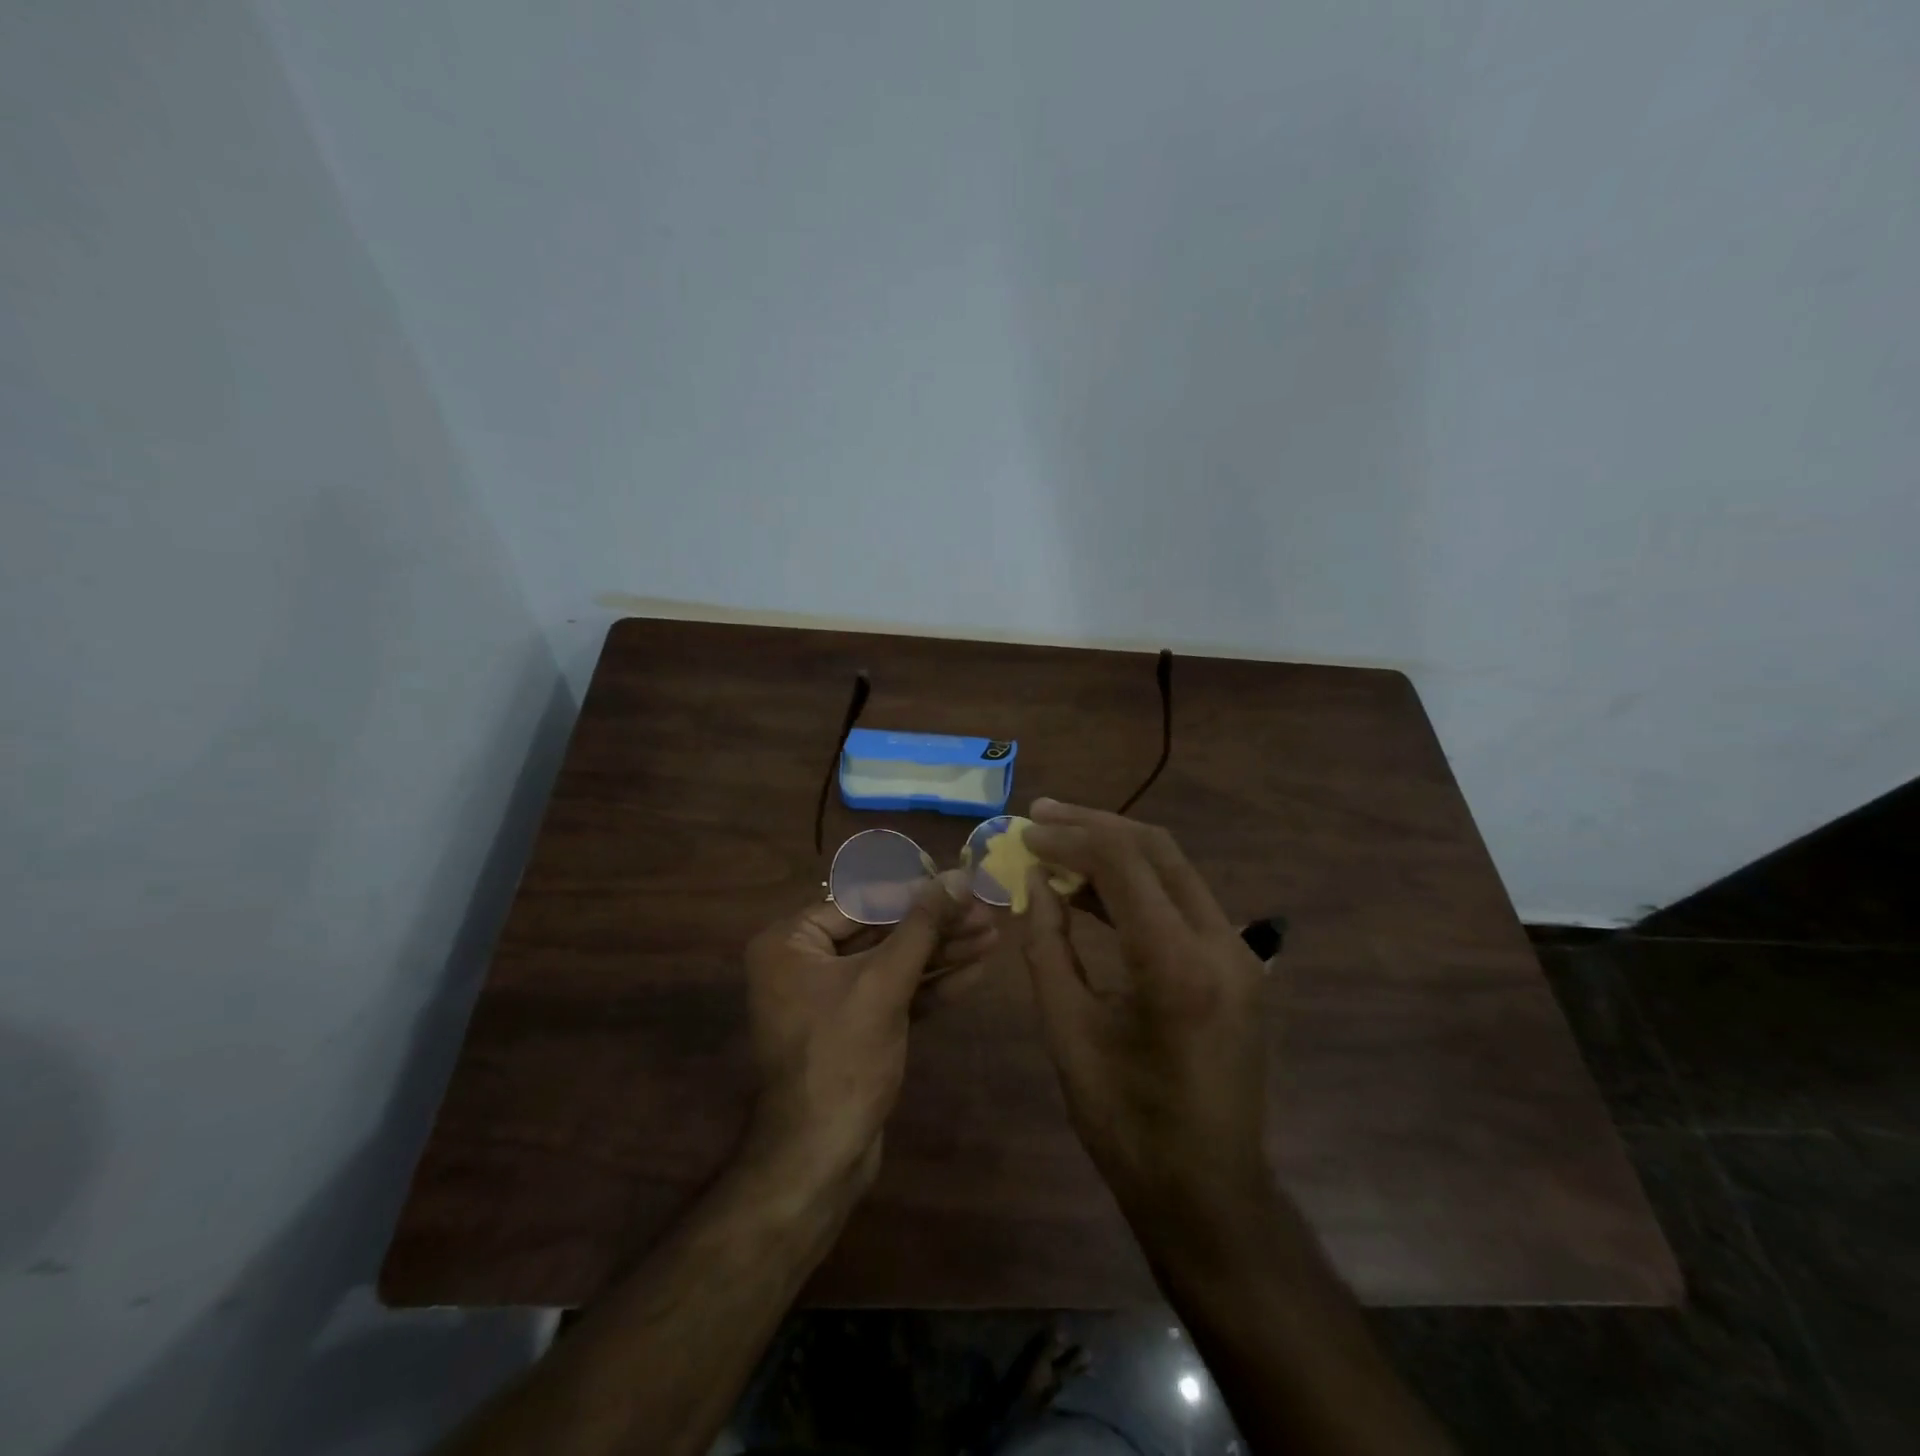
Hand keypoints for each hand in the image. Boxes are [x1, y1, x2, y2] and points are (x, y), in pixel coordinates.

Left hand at [740, 872, 995, 1203]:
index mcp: (791, 942)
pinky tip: (975, 971)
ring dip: (942, 952)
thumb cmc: (842, 1057)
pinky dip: (931, 985)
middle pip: (882, 931)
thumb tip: (957, 876)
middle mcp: (805, 963)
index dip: (917, 892)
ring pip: (893, 963)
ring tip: (993, 937)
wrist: (820, 1157)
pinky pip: (895, 993)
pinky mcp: (855, 1028)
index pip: (863, 901)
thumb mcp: (884, 983)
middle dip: (936, 925)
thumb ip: (922, 926)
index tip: (962, 884)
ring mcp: (831, 998)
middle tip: (986, 913)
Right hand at [1021, 800, 1270, 1233]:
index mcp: (1176, 965)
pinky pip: (1184, 902)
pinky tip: (1095, 888)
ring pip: (1174, 869)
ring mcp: (1238, 952)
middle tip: (1041, 814)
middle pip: (1157, 849)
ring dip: (1117, 849)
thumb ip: (1048, 947)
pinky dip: (1138, 885)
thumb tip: (1037, 884)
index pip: (1123, 864)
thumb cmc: (1127, 1124)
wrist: (1209, 1193)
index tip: (1026, 832)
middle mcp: (1220, 943)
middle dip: (1095, 824)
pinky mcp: (1238, 965)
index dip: (1069, 838)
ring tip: (1060, 841)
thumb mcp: (1069, 1032)